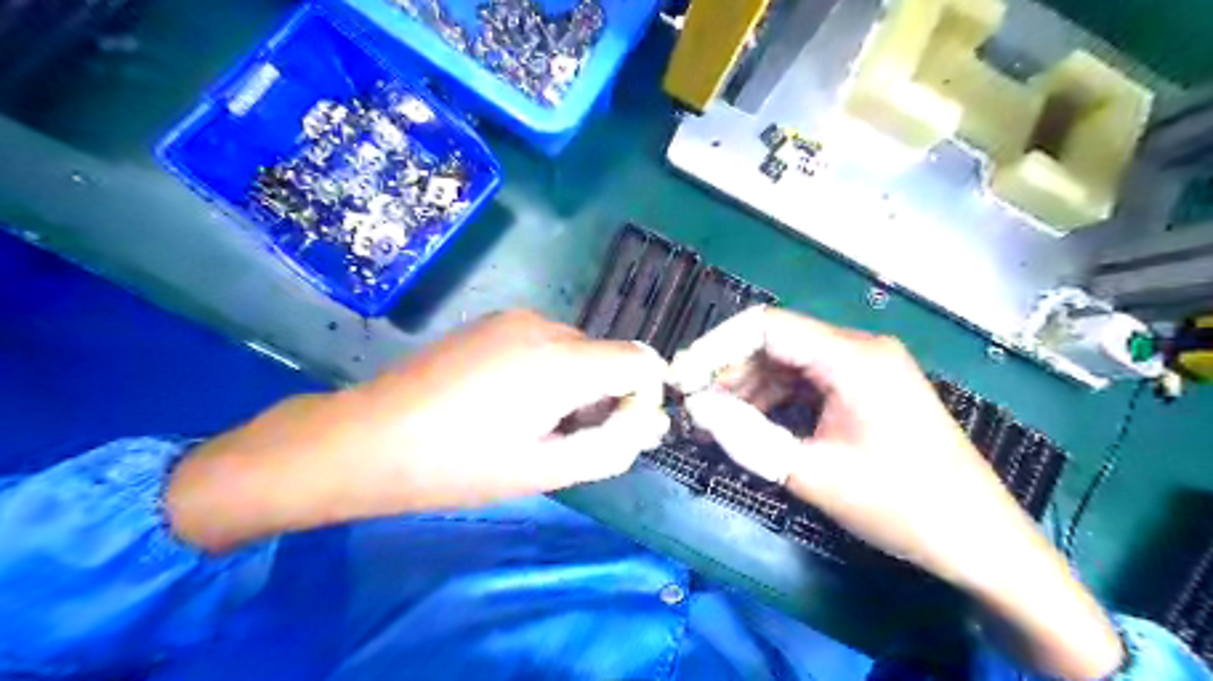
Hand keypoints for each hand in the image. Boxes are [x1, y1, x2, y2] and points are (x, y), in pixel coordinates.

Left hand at [164, 310, 667, 551]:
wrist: (368, 437)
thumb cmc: (458, 465)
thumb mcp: (543, 469)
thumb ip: (610, 447)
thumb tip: (651, 425)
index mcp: (563, 362)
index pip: (641, 361)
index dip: (643, 397)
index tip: (617, 431)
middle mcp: (546, 326)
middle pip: (608, 356)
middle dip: (605, 396)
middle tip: (563, 439)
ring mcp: (516, 318)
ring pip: (576, 349)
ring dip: (575, 384)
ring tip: (529, 422)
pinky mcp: (493, 321)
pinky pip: (545, 342)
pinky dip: (548, 369)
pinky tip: (506, 400)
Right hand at [668, 306, 1010, 576]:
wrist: (980, 541)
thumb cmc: (902, 504)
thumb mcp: (814, 473)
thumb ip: (747, 436)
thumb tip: (696, 408)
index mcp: (851, 356)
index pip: (765, 326)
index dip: (716, 347)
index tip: (683, 379)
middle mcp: (858, 348)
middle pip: (775, 342)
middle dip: (729, 372)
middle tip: (695, 406)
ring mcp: (866, 367)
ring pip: (788, 363)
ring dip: (749, 389)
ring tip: (716, 422)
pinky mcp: (867, 388)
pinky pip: (808, 381)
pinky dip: (776, 400)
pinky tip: (753, 425)